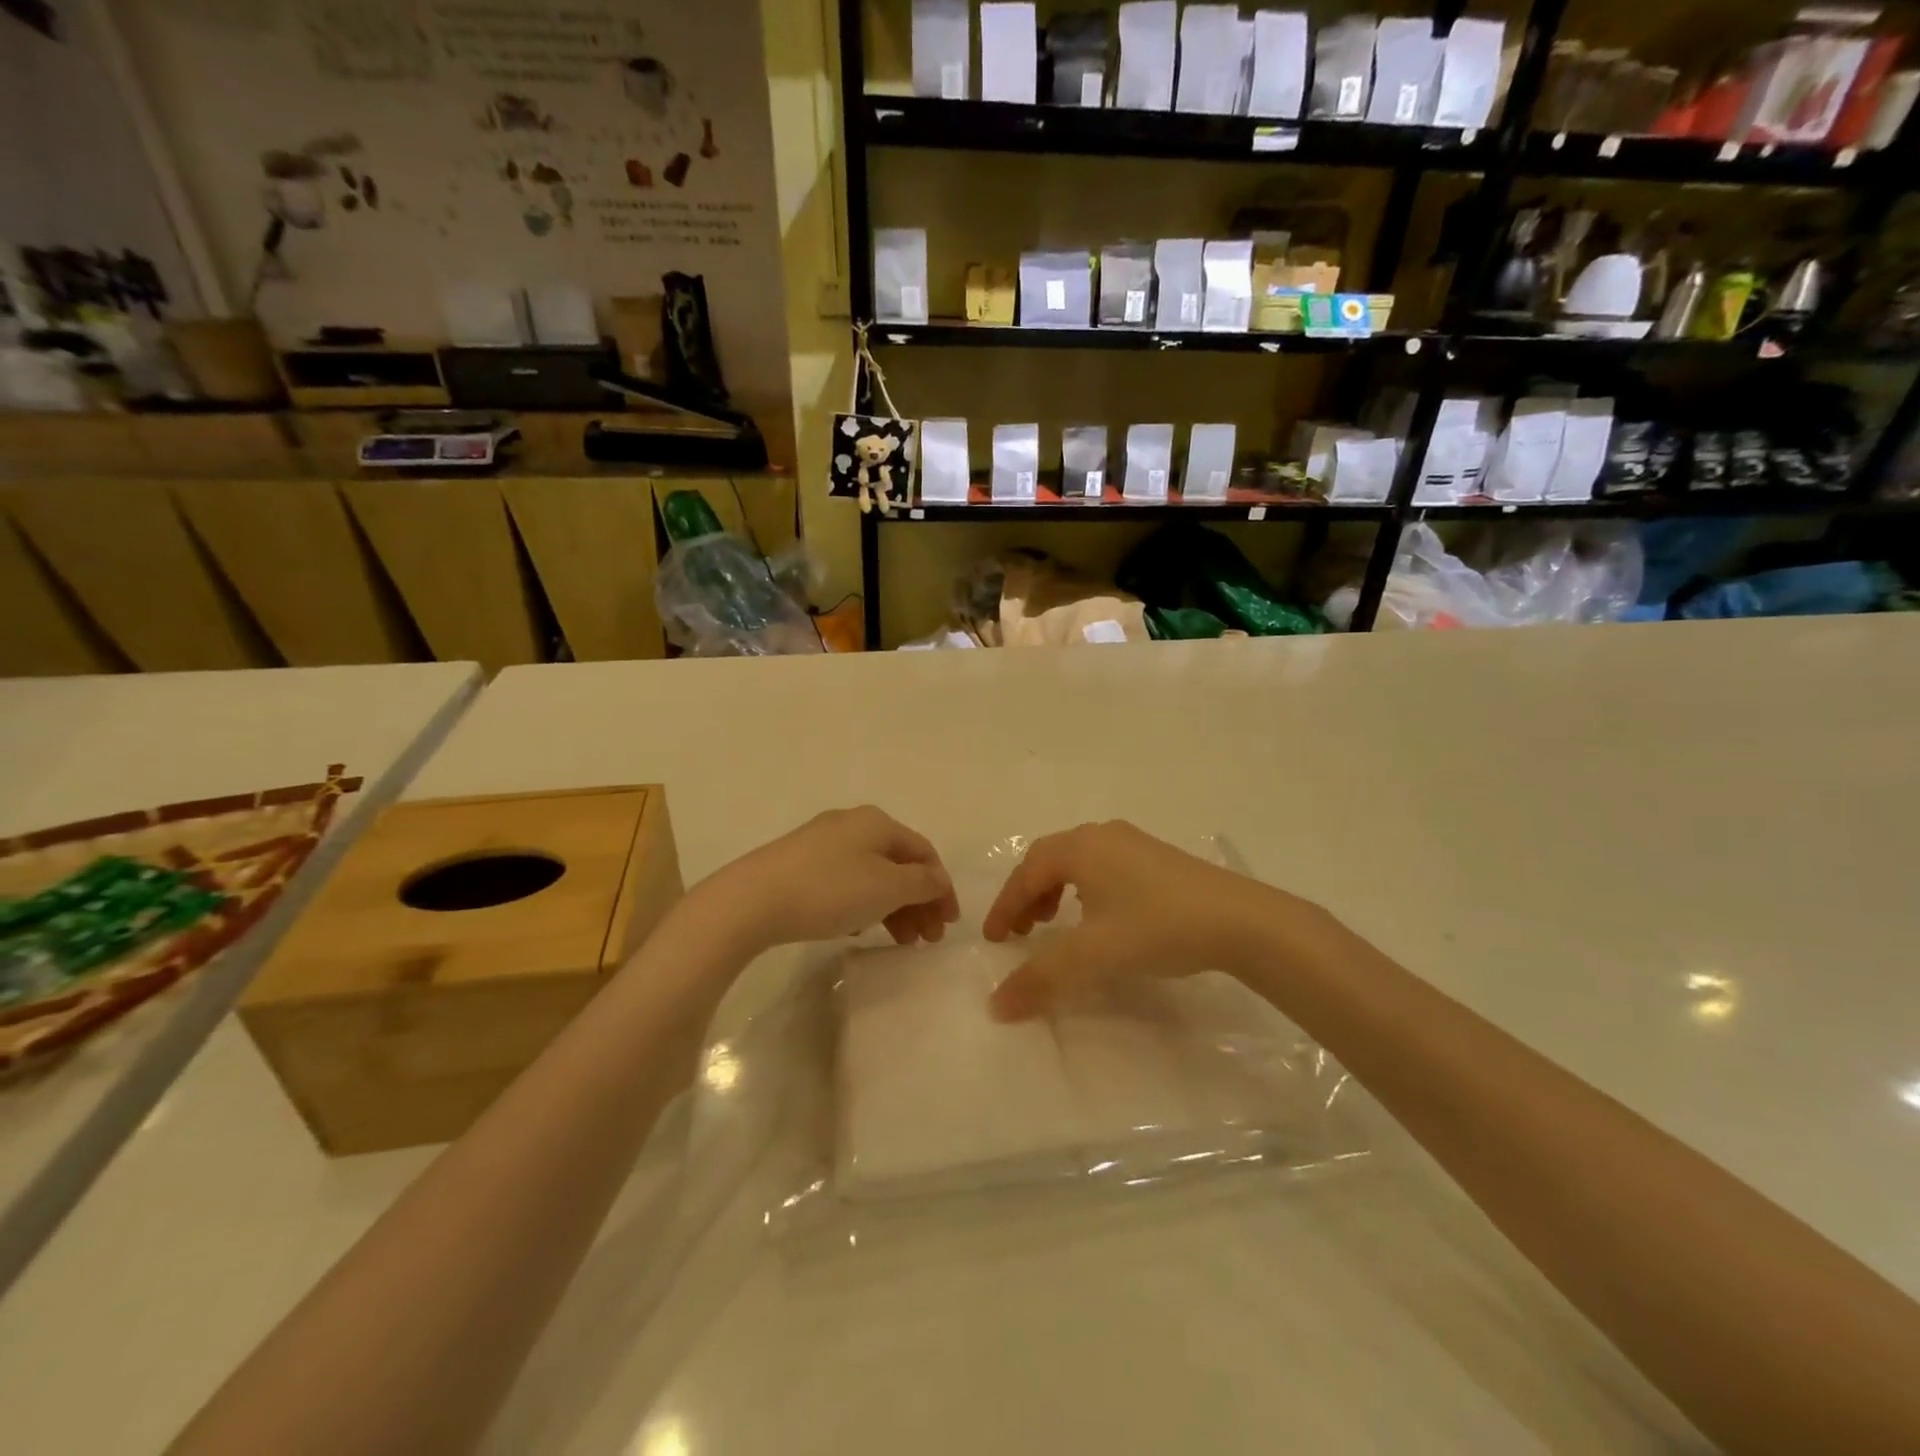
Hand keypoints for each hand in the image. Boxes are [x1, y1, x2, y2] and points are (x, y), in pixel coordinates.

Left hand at [695, 806, 959, 953]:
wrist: (752, 900)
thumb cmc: (830, 890)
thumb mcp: (887, 888)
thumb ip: (922, 883)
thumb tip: (938, 879)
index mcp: (878, 822)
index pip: (925, 853)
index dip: (942, 888)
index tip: (948, 925)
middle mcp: (853, 824)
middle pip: (899, 864)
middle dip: (918, 902)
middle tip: (925, 941)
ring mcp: (823, 843)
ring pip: (872, 875)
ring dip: (893, 908)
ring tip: (898, 942)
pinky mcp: (800, 864)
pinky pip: (846, 883)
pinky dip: (863, 905)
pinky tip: (859, 931)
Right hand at [982, 821, 1292, 1020]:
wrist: (1240, 921)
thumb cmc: (1156, 926)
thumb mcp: (1093, 955)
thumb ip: (1041, 978)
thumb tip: (996, 1005)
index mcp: (1080, 847)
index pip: (1026, 873)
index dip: (1004, 906)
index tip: (992, 939)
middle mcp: (1102, 835)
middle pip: (1049, 860)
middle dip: (1028, 895)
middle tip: (1020, 931)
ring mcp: (1133, 843)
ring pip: (1078, 862)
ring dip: (1055, 891)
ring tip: (1054, 924)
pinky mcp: (1157, 859)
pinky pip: (1103, 867)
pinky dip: (1084, 890)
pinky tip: (1100, 918)